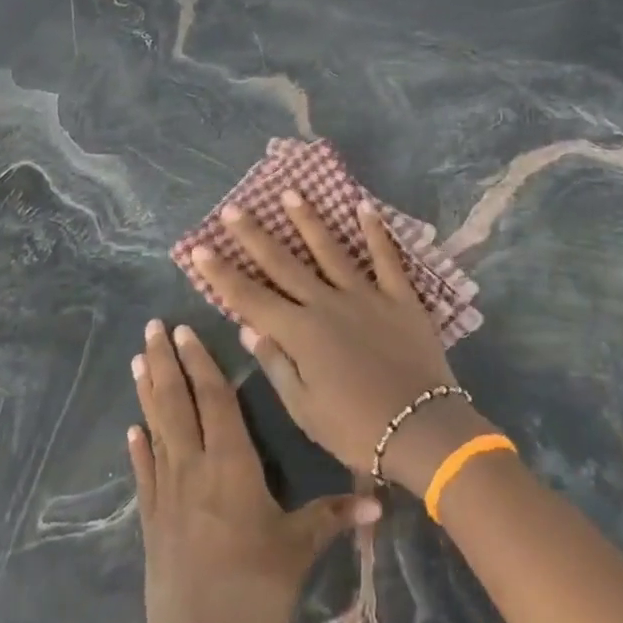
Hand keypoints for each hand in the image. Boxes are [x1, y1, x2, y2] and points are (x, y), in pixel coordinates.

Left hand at [128, 318, 377, 622]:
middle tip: (152, 326)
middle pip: (176, 404)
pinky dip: (139, 447)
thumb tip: (383, 499)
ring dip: (147, 392)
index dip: (200, 362)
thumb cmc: (255, 597)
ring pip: (157, 429)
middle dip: (164, 362)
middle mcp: (193, 470)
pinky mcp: (152, 525)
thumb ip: (335, 516)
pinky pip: (144, 473)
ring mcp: (166, 497)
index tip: (184, 329)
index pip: (214, 400)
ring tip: (136, 359)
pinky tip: (133, 429)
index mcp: (230, 466)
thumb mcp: (300, 551)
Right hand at [191, 192, 491, 493]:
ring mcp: (365, 295)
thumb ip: (277, 364)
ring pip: (330, 250)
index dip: (223, 274)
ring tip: (291, 193)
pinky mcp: (400, 296)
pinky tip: (363, 206)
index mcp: (300, 333)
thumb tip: (248, 329)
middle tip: (233, 208)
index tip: (200, 248)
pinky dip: (375, 231)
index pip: (250, 298)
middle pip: (284, 264)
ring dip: (308, 220)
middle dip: (255, 236)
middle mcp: (327, 304)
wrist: (421, 429)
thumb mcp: (304, 408)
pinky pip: (386, 258)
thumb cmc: (355, 429)